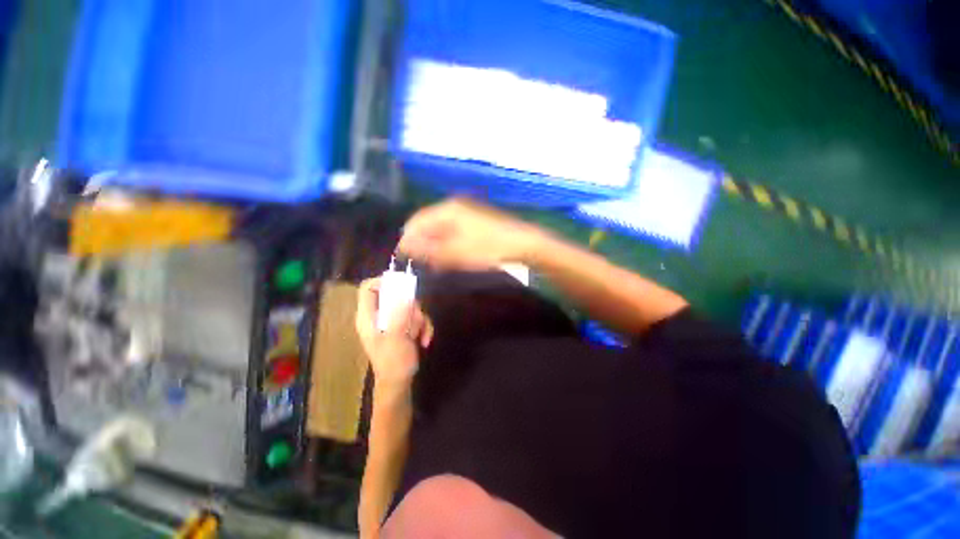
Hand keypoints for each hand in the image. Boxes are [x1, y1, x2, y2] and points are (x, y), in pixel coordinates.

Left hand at [356, 278, 433, 389]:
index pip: (367, 288)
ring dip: (419, 320)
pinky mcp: (403, 327)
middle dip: (411, 307)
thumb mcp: (396, 337)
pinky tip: (425, 340)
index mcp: (368, 317)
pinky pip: (416, 317)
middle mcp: (379, 316)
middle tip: (415, 320)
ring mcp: (392, 321)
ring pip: (409, 307)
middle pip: (395, 296)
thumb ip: (399, 314)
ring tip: (420, 336)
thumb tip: (403, 294)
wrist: (400, 383)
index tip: (401, 285)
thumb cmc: (393, 362)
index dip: (381, 282)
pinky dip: (423, 327)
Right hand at [397, 198, 545, 271]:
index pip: (416, 222)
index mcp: (446, 210)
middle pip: (427, 224)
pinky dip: (447, 243)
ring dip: (435, 245)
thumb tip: (406, 248)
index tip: (405, 259)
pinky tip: (450, 256)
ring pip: (440, 228)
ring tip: (436, 262)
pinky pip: (452, 231)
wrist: (522, 243)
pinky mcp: (474, 220)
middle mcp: (453, 206)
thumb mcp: (456, 253)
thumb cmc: (488, 248)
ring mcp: (465, 212)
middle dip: (422, 243)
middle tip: (423, 263)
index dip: (408, 240)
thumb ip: (429, 250)